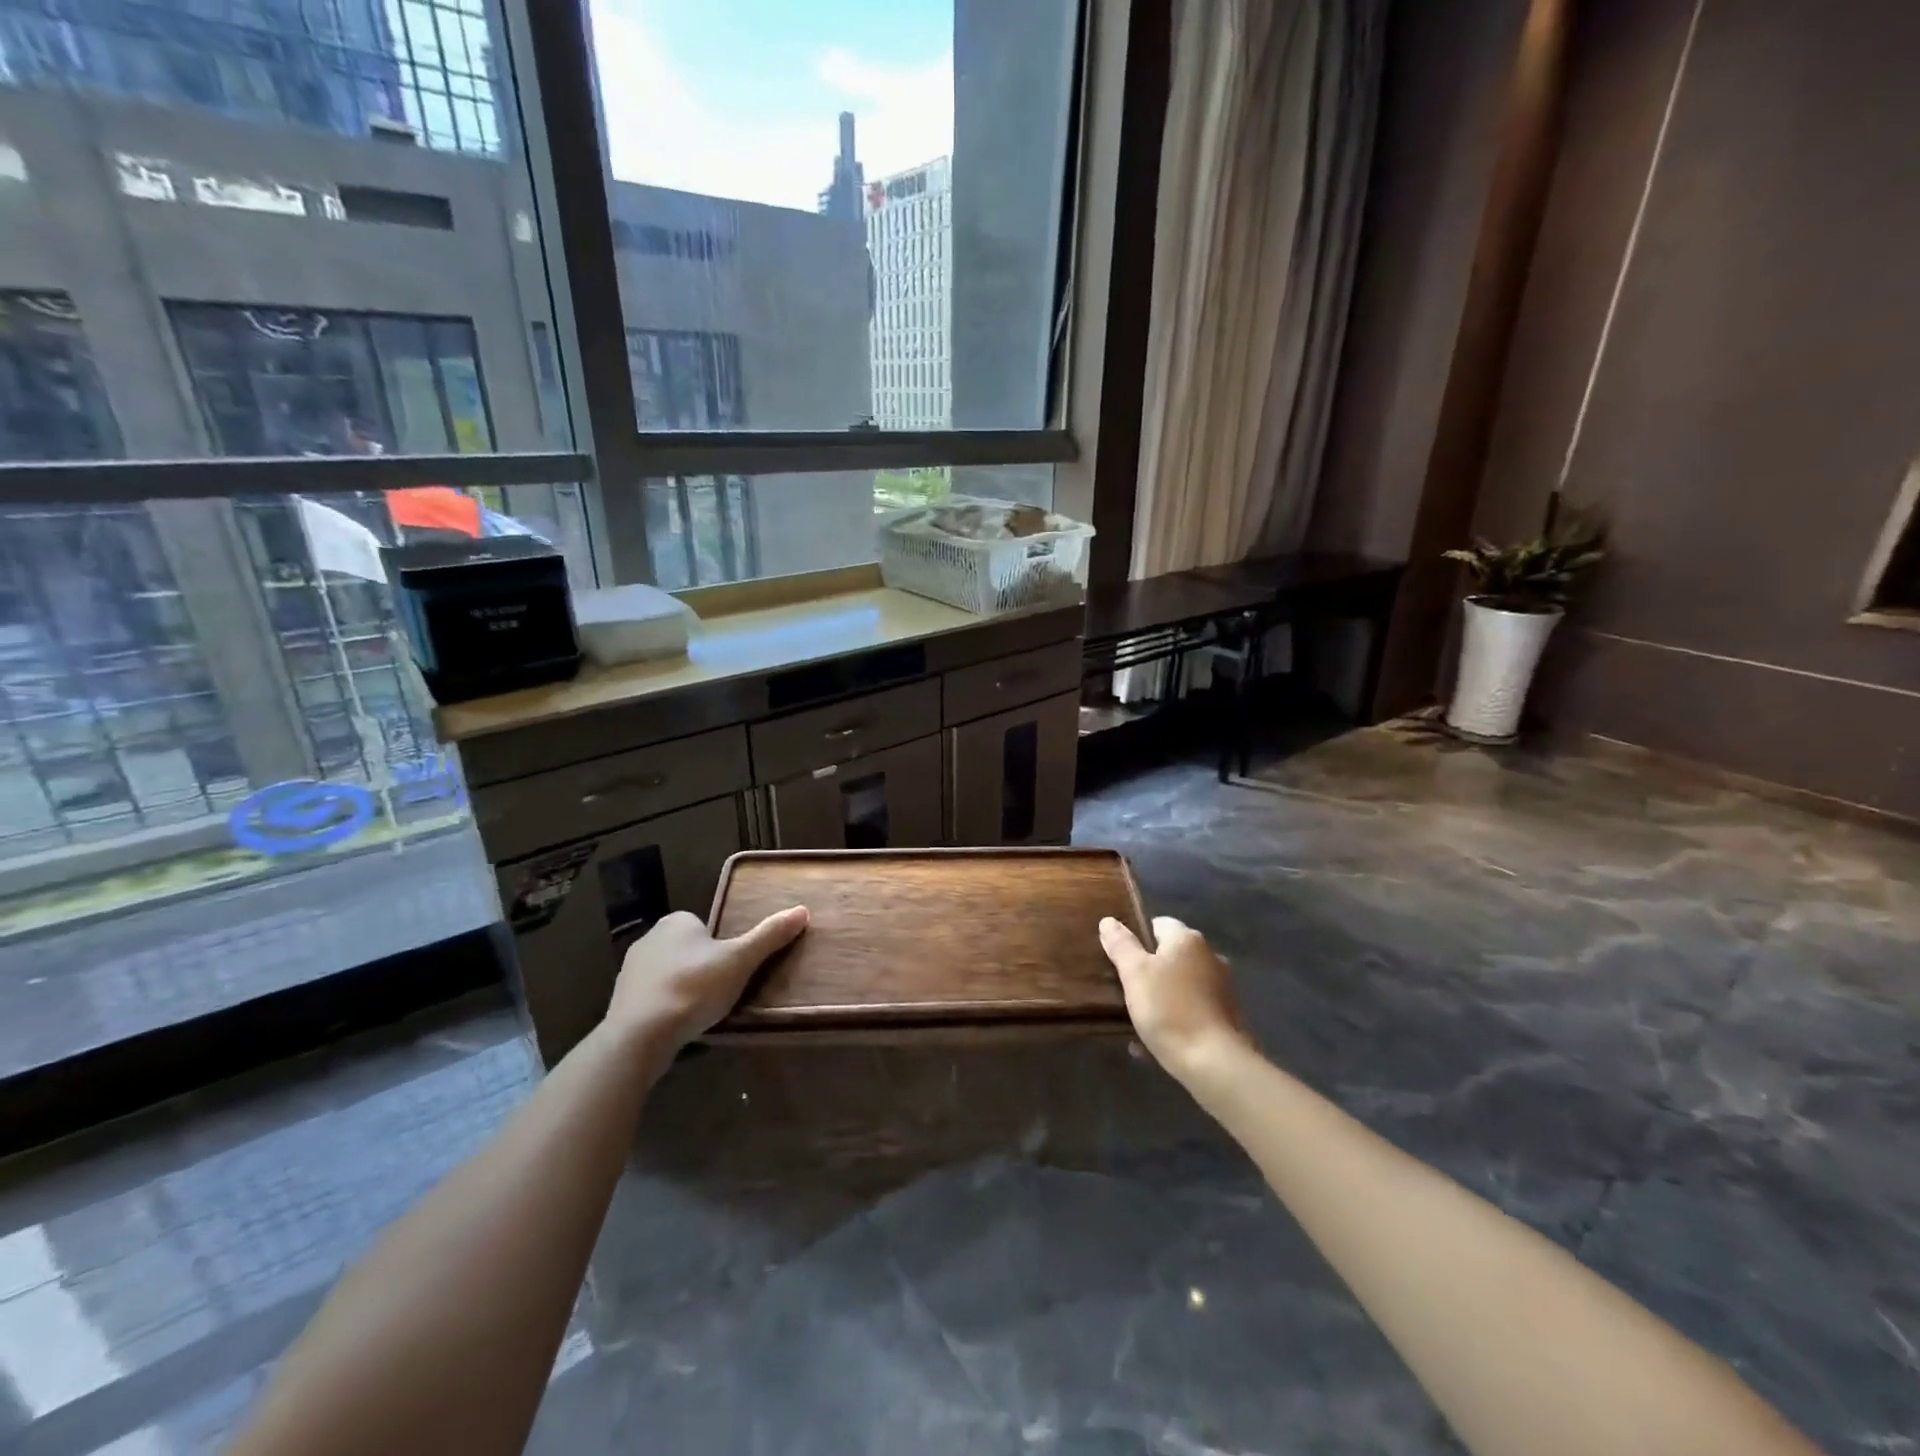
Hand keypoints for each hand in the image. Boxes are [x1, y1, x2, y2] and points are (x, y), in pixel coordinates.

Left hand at [606, 907, 807, 1050]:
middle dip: (702, 967)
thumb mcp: (740, 960)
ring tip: (700, 1012)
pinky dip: (665, 1007)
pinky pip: (652, 998)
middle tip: (721, 992)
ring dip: (683, 988)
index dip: (721, 947)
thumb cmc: (694, 988)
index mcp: (676, 921)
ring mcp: (630, 970)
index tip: (732, 970)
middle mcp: (649, 937)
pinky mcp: (620, 1001)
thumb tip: (802, 910)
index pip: (705, 926)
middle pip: (688, 949)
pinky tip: (677, 1025)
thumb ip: (769, 936)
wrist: (639, 1035)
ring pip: (669, 973)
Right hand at [1098, 915, 1247, 1080]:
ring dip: (1159, 997)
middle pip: (1169, 955)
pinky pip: (1190, 1010)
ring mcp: (1221, 987)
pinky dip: (1173, 1019)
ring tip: (1134, 1018)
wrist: (1214, 1063)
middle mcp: (1209, 956)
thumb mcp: (1134, 973)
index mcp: (1187, 940)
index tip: (1117, 957)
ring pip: (1179, 985)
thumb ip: (1121, 945)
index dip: (1135, 937)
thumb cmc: (1169, 1009)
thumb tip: (1109, 921)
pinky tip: (1152, 1041)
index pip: (1157, 924)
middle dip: (1147, 970)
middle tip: (1122, 988)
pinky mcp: (1225, 1017)